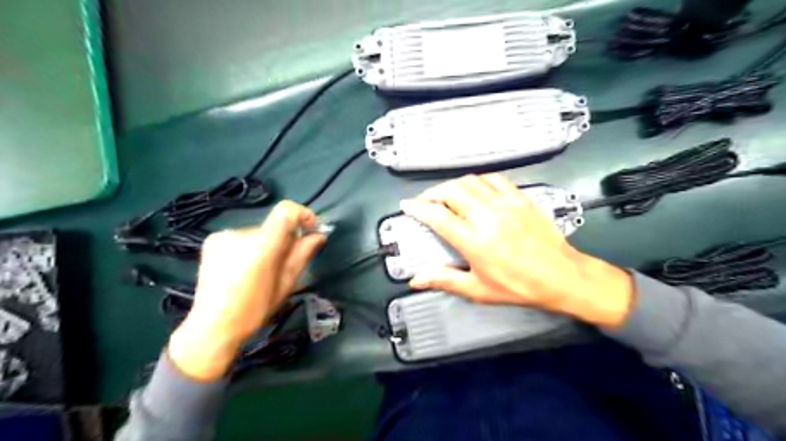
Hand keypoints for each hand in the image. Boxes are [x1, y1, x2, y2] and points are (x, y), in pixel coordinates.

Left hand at [168, 201, 323, 380]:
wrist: (213, 326)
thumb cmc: (255, 309)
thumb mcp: (286, 283)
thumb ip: (303, 254)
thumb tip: (318, 235)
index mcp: (261, 245)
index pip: (285, 211)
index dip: (302, 214)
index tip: (310, 229)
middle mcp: (240, 233)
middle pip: (273, 226)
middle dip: (285, 239)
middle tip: (284, 263)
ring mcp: (223, 235)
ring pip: (259, 233)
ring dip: (266, 245)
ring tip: (260, 270)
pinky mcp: (212, 240)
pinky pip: (242, 237)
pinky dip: (250, 248)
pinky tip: (244, 269)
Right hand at [401, 174, 634, 327]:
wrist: (560, 275)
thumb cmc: (518, 286)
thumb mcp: (478, 289)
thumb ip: (445, 280)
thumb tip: (416, 280)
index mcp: (474, 240)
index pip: (437, 216)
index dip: (418, 208)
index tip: (407, 205)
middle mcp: (486, 216)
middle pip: (451, 191)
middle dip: (432, 193)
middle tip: (425, 201)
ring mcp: (505, 204)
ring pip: (470, 181)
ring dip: (453, 185)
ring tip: (446, 194)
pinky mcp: (520, 198)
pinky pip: (494, 179)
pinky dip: (478, 180)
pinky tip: (475, 188)